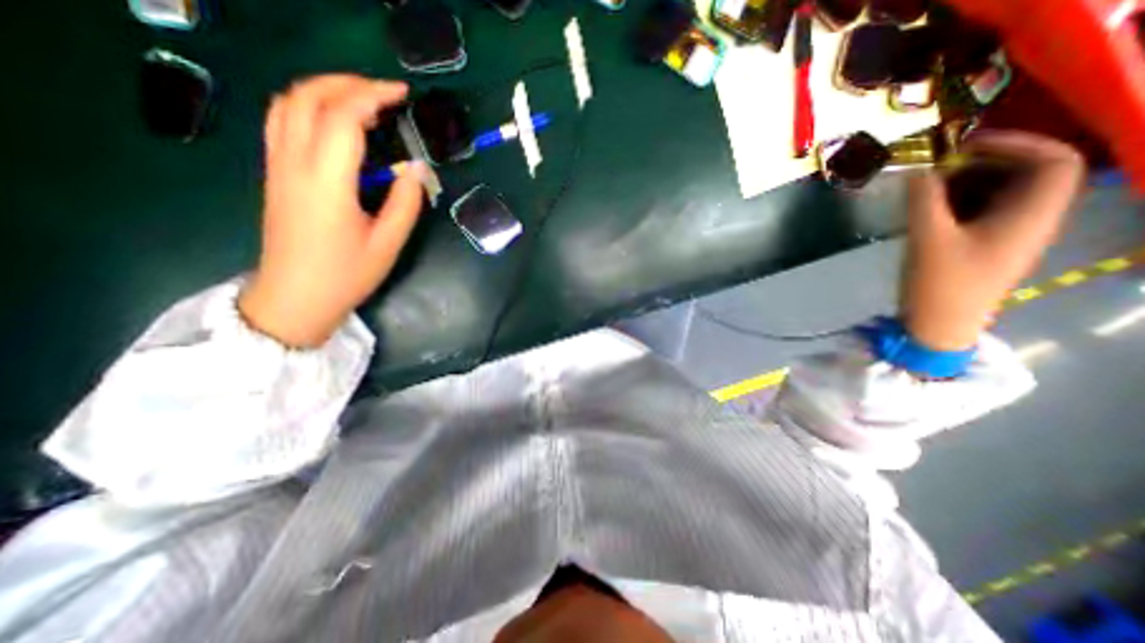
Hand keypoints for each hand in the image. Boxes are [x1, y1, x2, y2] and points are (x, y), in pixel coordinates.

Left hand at [238, 72, 425, 345]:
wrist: (296, 297)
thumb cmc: (346, 274)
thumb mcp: (388, 244)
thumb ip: (405, 204)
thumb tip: (415, 170)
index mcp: (327, 181)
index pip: (343, 117)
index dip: (373, 96)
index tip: (402, 95)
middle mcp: (294, 163)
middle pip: (308, 96)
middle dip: (348, 83)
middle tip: (385, 93)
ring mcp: (278, 165)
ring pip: (288, 102)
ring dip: (325, 89)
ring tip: (362, 100)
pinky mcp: (275, 173)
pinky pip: (282, 120)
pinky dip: (308, 105)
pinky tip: (333, 120)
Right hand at [903, 130, 1084, 352]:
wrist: (938, 325)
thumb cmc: (940, 283)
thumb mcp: (927, 238)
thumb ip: (922, 199)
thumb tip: (916, 168)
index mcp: (1032, 215)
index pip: (1054, 161)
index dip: (1016, 144)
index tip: (965, 146)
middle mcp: (1030, 220)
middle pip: (1025, 174)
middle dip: (981, 164)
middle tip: (936, 169)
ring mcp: (1007, 235)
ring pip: (999, 193)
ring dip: (964, 184)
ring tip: (925, 190)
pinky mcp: (985, 246)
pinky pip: (980, 212)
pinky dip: (956, 203)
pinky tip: (926, 210)